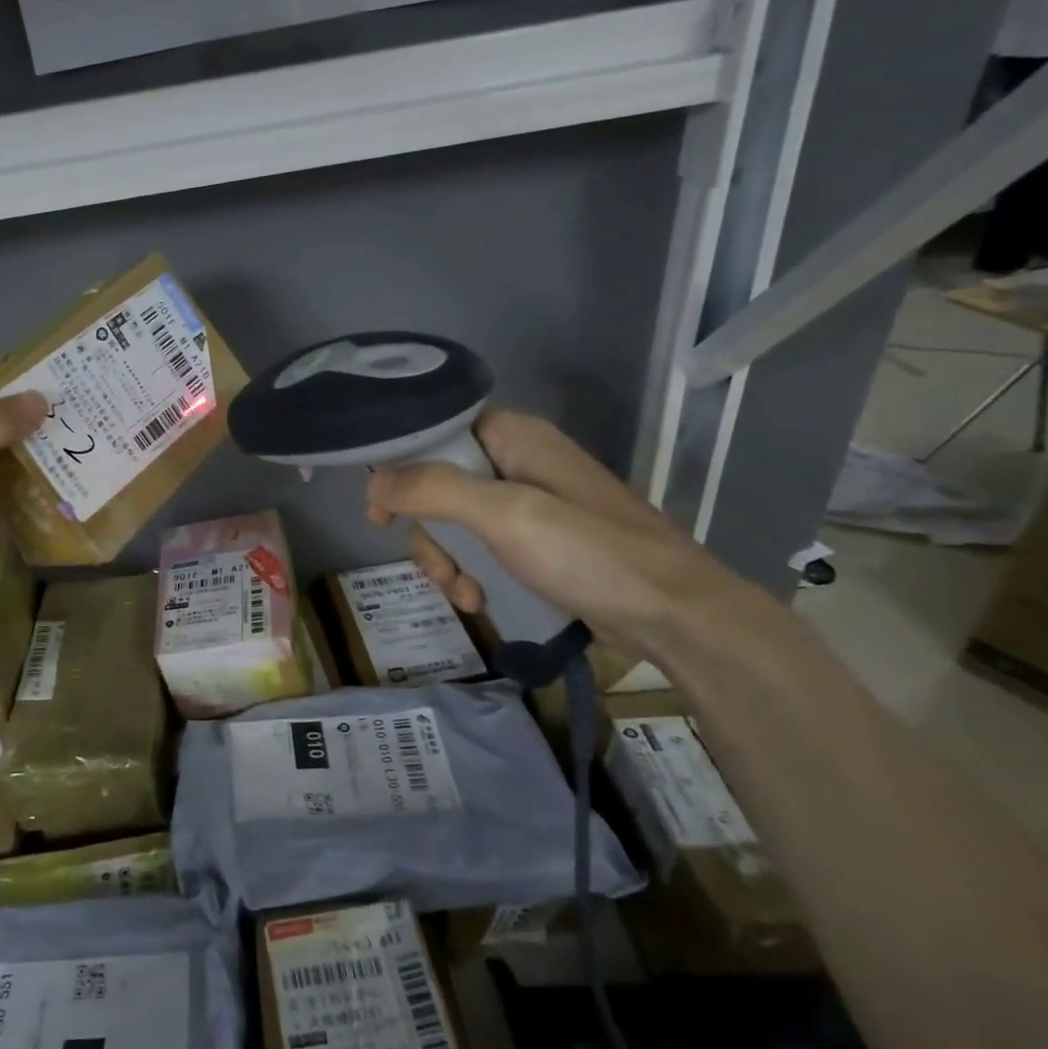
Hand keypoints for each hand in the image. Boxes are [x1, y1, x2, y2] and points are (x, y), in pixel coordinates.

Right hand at [365, 409, 770, 663]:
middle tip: (435, 565)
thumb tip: (372, 482)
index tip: (379, 509)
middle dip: (428, 531)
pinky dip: (472, 575)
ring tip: (465, 593)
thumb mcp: (506, 515)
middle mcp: (516, 462)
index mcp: (512, 437)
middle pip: (436, 484)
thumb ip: (434, 490)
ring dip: (448, 561)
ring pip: (454, 523)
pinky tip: (481, 601)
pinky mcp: (537, 543)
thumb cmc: (589, 553)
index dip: (399, 465)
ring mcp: (528, 505)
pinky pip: (481, 549)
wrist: (675, 617)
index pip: (433, 431)